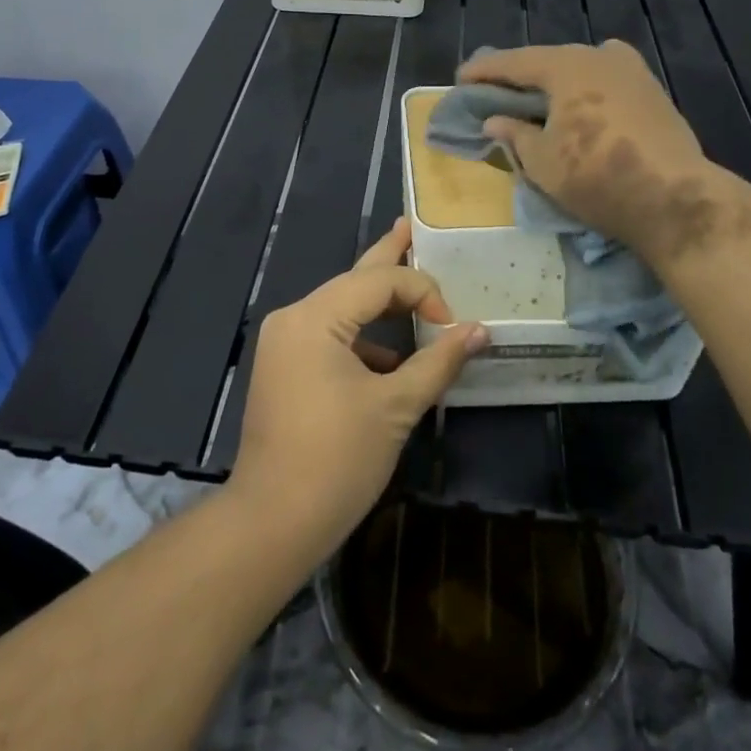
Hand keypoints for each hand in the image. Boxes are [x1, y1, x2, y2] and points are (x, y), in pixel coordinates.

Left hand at [229, 219, 485, 560]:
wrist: (271, 524)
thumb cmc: (336, 461)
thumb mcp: (395, 407)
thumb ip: (438, 362)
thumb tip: (479, 331)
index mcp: (314, 317)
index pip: (378, 281)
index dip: (422, 291)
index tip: (453, 326)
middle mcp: (293, 317)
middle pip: (353, 280)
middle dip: (387, 256)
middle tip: (409, 226)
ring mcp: (284, 343)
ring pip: (341, 308)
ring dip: (378, 305)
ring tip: (410, 288)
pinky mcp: (284, 368)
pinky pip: (329, 336)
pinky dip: (362, 339)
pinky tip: (390, 356)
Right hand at [458, 40, 721, 270]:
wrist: (674, 198)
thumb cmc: (596, 177)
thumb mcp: (542, 161)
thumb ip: (514, 134)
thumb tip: (494, 122)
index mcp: (566, 66)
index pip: (515, 62)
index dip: (485, 71)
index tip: (461, 78)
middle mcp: (598, 56)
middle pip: (548, 59)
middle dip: (520, 73)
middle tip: (495, 86)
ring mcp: (631, 71)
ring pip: (580, 66)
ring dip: (555, 78)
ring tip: (537, 95)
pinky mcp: (652, 91)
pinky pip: (605, 77)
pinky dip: (584, 86)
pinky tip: (580, 101)